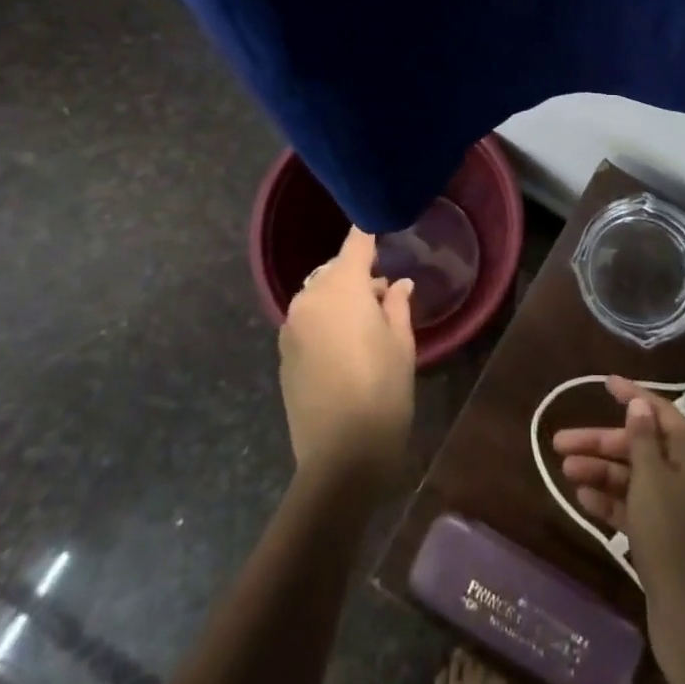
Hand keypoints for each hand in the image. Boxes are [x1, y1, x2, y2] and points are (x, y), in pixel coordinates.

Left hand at [279, 228, 415, 490]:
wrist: (340, 457)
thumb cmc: (382, 392)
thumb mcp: (401, 344)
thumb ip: (397, 305)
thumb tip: (398, 285)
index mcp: (342, 288)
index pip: (356, 244)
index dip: (369, 232)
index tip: (382, 226)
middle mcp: (310, 299)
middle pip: (334, 270)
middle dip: (357, 273)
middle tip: (384, 293)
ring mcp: (291, 327)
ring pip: (318, 294)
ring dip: (339, 297)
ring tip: (366, 321)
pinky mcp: (283, 353)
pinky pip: (307, 320)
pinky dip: (325, 319)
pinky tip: (345, 345)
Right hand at [552, 377, 684, 605]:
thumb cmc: (669, 533)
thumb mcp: (652, 478)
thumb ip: (642, 439)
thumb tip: (640, 404)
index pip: (660, 412)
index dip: (633, 395)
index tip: (604, 383)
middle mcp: (683, 476)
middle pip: (637, 447)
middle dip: (600, 442)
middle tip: (561, 442)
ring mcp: (672, 509)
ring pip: (630, 478)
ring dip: (598, 471)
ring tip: (565, 471)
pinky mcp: (661, 538)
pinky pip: (631, 508)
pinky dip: (608, 501)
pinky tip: (581, 499)